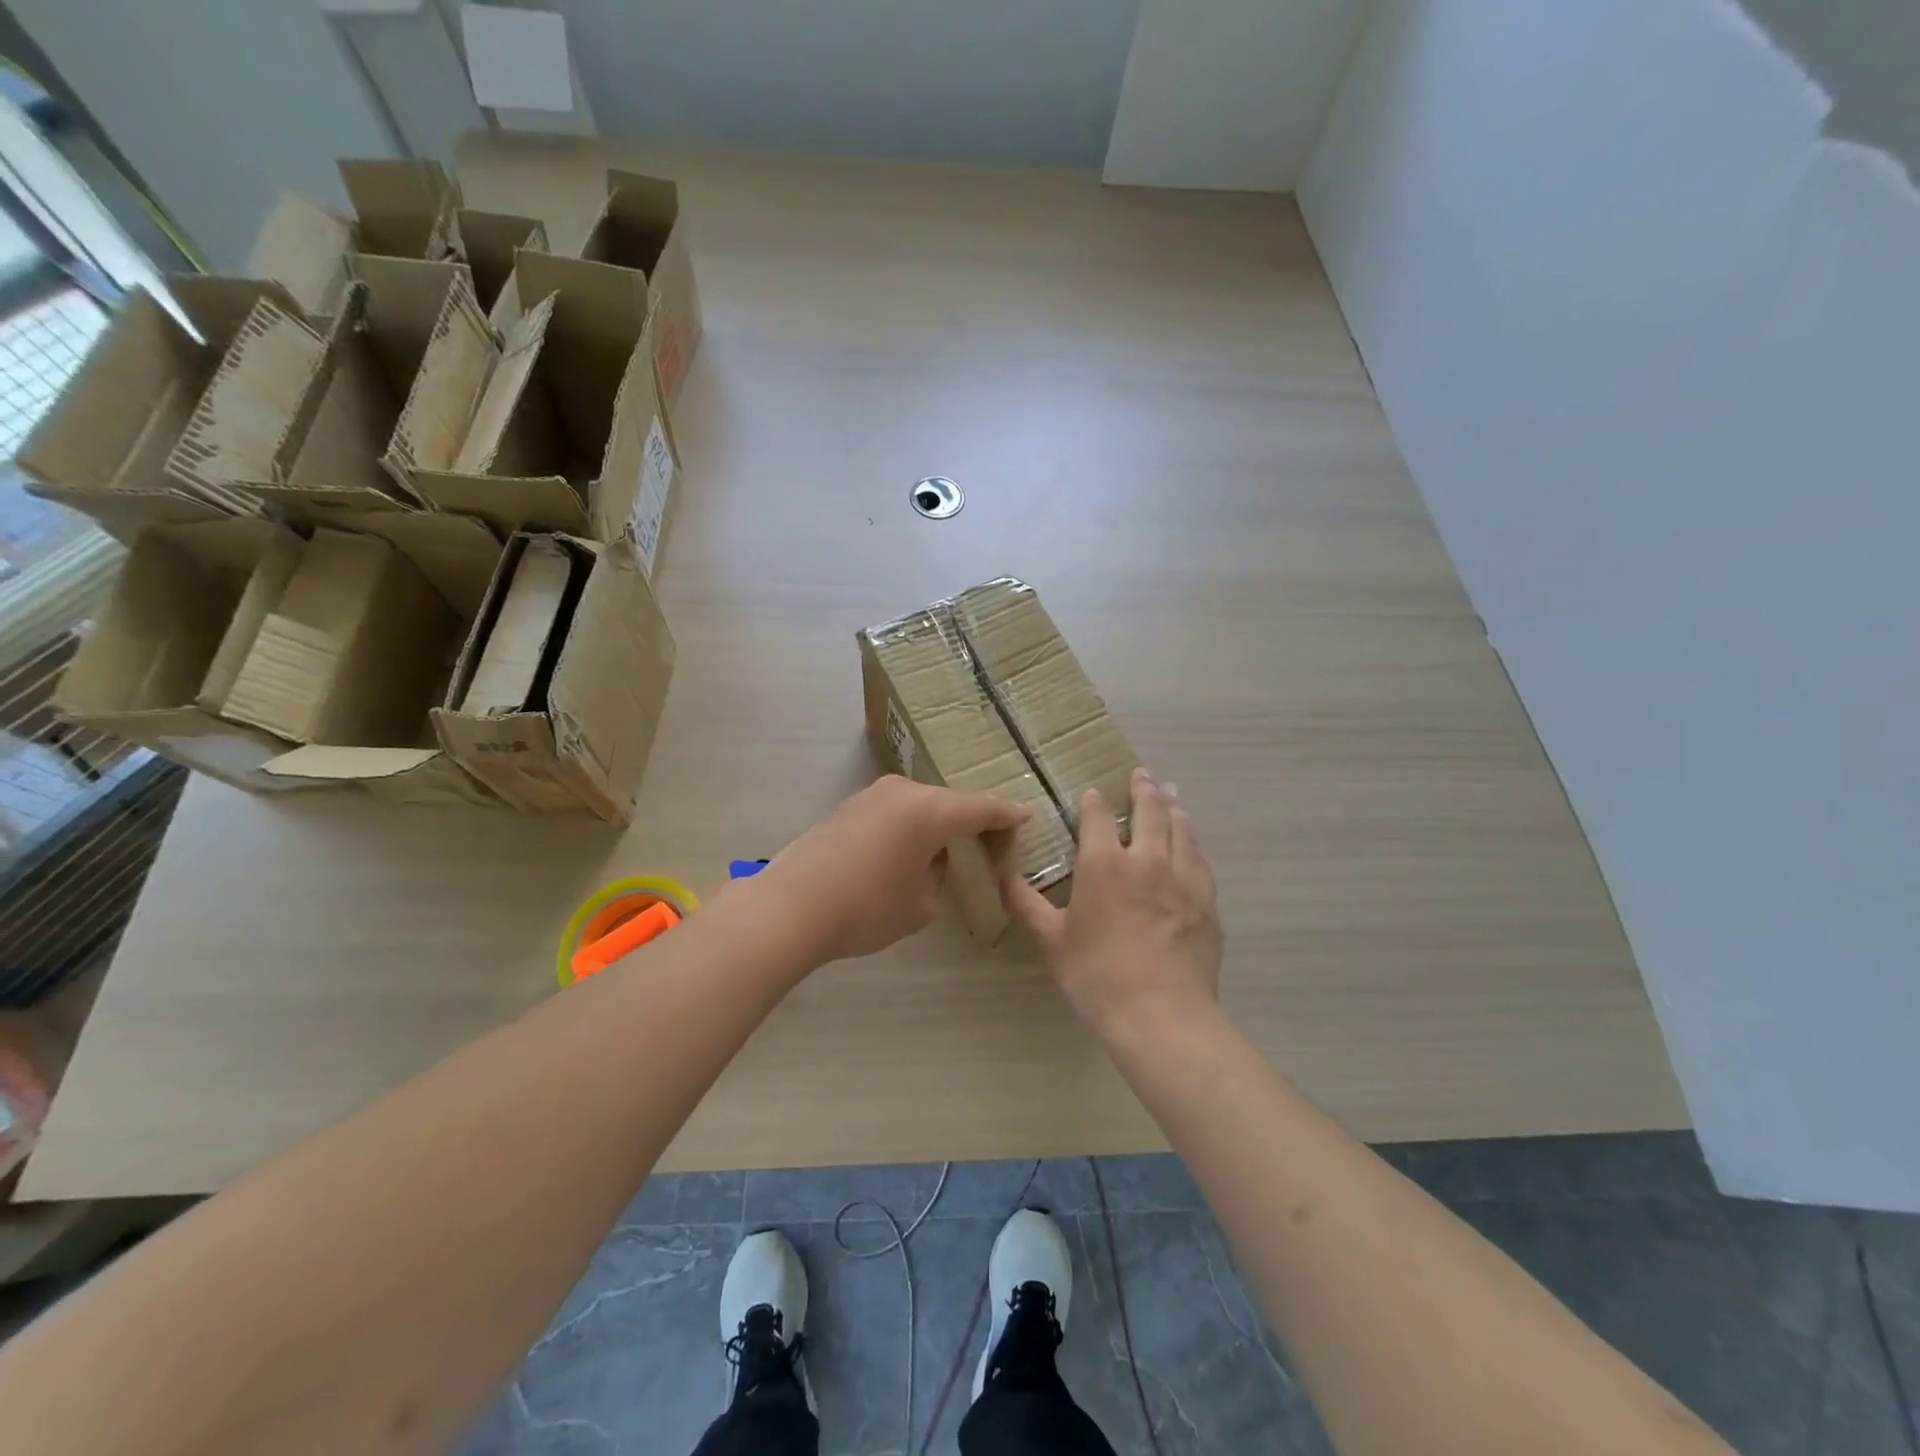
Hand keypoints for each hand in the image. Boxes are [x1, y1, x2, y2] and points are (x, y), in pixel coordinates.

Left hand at [758, 776, 1029, 961]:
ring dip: (936, 824)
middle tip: (987, 844)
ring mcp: (872, 795)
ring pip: (919, 805)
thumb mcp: (921, 904)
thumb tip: (930, 859)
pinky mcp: (848, 806)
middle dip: (970, 822)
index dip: (1006, 815)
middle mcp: (904, 792)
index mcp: (932, 810)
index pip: (982, 809)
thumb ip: (938, 875)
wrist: (791, 906)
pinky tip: (905, 851)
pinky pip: (894, 811)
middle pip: (950, 803)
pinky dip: (908, 826)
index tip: (1025, 817)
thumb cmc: (867, 908)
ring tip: (945, 850)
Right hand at [1002, 768, 1221, 1035]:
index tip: (1093, 792)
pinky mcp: (1207, 901)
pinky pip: (1200, 860)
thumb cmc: (1096, 975)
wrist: (1161, 1014)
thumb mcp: (1051, 940)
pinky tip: (1192, 847)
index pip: (1098, 818)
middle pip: (1150, 811)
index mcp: (1104, 864)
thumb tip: (1002, 878)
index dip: (1094, 802)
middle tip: (1143, 774)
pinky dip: (1193, 843)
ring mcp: (1184, 878)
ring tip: (1173, 795)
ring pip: (1182, 829)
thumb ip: (1026, 904)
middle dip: (1144, 789)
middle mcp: (1148, 859)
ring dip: (1174, 808)